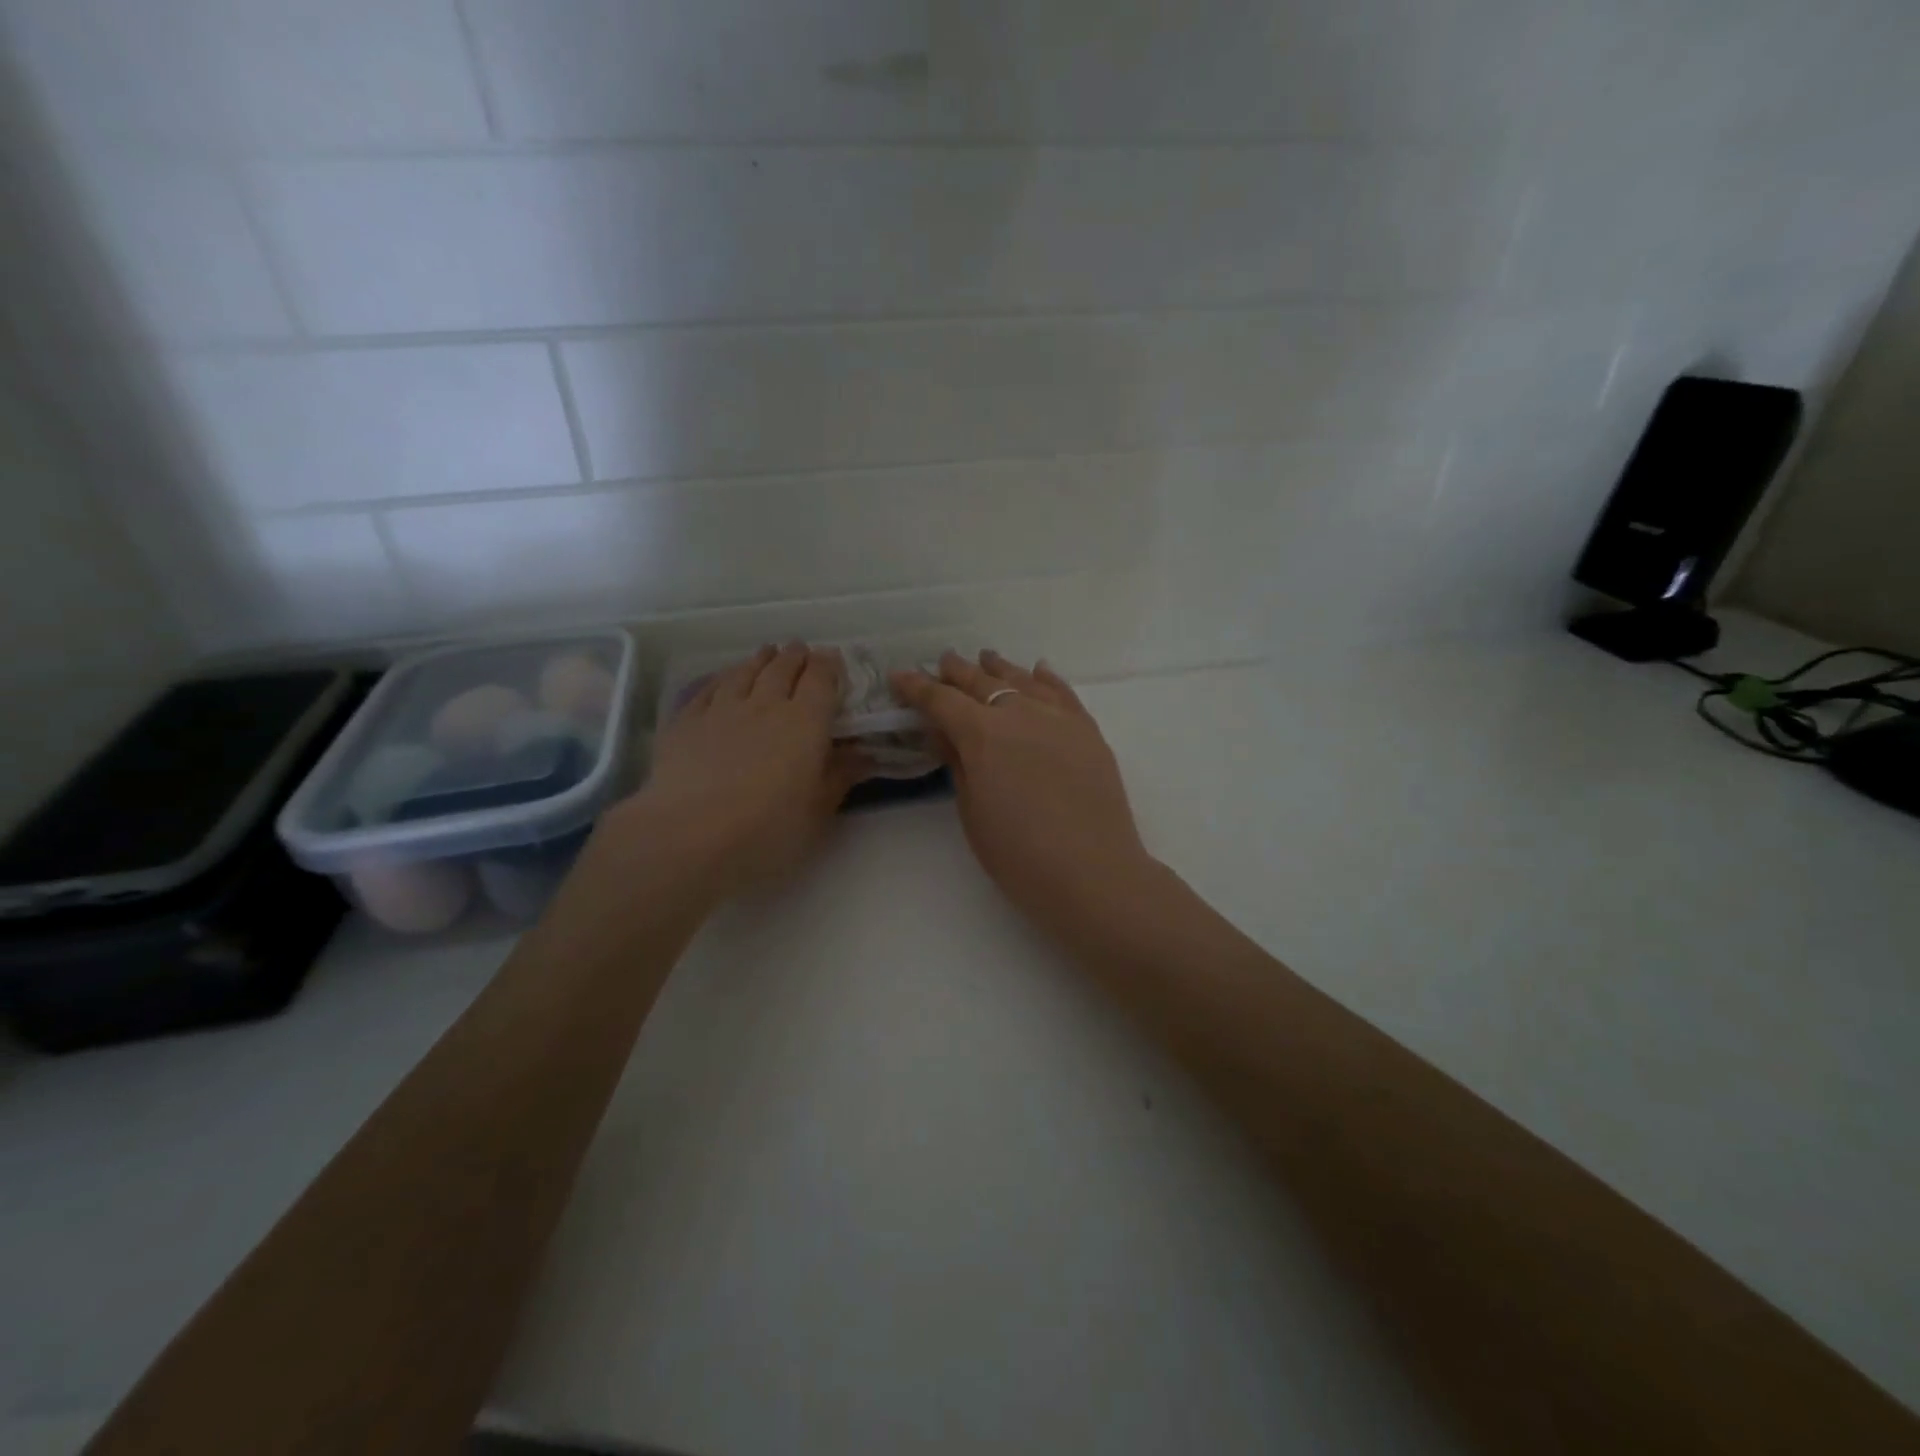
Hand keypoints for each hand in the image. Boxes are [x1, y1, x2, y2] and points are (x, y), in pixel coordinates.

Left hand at [619, 644, 867, 894]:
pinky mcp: (686, 721)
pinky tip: (724, 678)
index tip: (833, 659)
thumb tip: (863, 755)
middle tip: (802, 651)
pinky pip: (709, 688)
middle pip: (783, 667)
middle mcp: (765, 704)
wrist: (689, 836)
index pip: (821, 679)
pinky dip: (723, 677)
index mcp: (805, 722)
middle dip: (796, 656)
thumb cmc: (767, 829)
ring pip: (745, 671)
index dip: (829, 665)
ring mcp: (722, 709)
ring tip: (768, 654)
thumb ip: (840, 777)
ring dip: (761, 660)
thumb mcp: (817, 812)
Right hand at [892, 651, 1157, 940]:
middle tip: (942, 663)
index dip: (917, 687)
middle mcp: (1019, 713)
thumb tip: (945, 734)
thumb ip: (958, 764)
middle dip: (957, 672)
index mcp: (982, 734)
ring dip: (999, 668)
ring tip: (986, 659)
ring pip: (1022, 680)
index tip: (899, 676)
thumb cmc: (1019, 854)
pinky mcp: (1087, 730)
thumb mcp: (972, 812)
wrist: (1092, 872)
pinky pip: (1062, 692)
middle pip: (981, 682)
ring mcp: (1058, 717)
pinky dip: (1045, 678)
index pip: (941, 700)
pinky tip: (1038, 671)